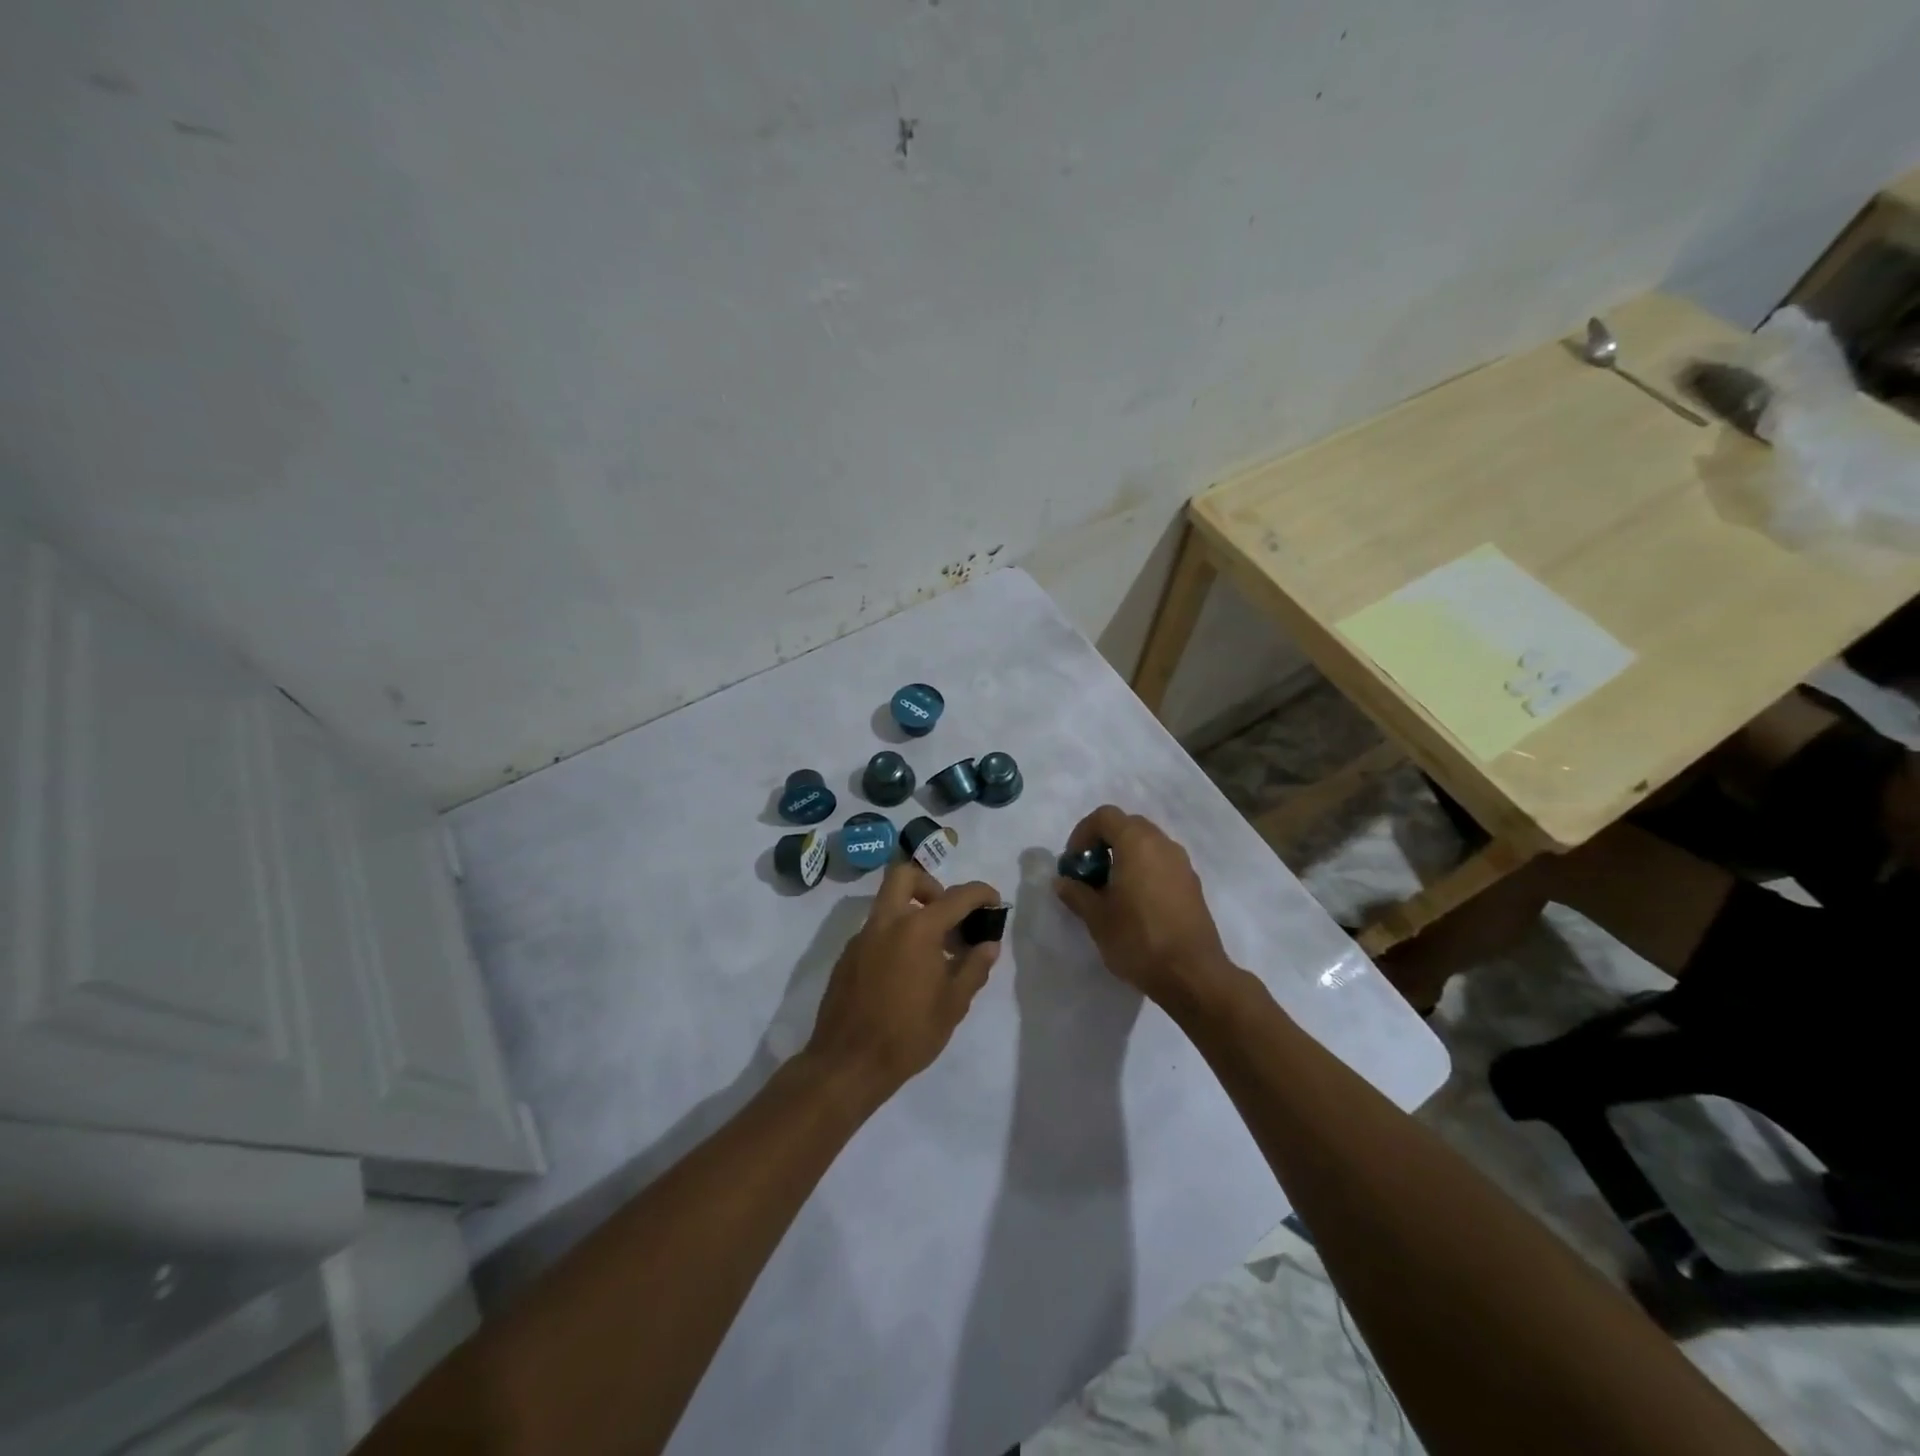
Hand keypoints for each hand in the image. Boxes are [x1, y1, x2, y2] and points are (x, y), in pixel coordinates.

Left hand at [804, 862, 1002, 1101]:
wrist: (848, 1064)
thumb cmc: (908, 1034)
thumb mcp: (953, 1004)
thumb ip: (974, 967)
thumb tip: (988, 944)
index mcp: (916, 929)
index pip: (956, 896)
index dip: (980, 894)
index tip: (994, 902)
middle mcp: (885, 922)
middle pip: (905, 876)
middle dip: (931, 885)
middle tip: (948, 915)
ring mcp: (861, 937)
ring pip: (887, 903)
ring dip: (913, 912)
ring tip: (933, 951)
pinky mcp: (847, 956)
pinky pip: (875, 930)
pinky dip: (895, 935)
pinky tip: (906, 972)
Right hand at [1055, 806, 1235, 1006]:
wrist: (1192, 975)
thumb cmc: (1138, 940)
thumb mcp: (1097, 918)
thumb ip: (1076, 893)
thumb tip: (1063, 881)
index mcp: (1137, 843)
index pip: (1105, 816)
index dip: (1083, 833)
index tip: (1074, 863)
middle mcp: (1163, 844)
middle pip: (1127, 826)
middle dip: (1103, 843)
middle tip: (1089, 874)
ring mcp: (1182, 864)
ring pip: (1147, 844)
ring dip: (1124, 857)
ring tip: (1110, 891)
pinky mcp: (1192, 884)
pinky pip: (1161, 863)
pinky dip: (1143, 870)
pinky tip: (1135, 904)